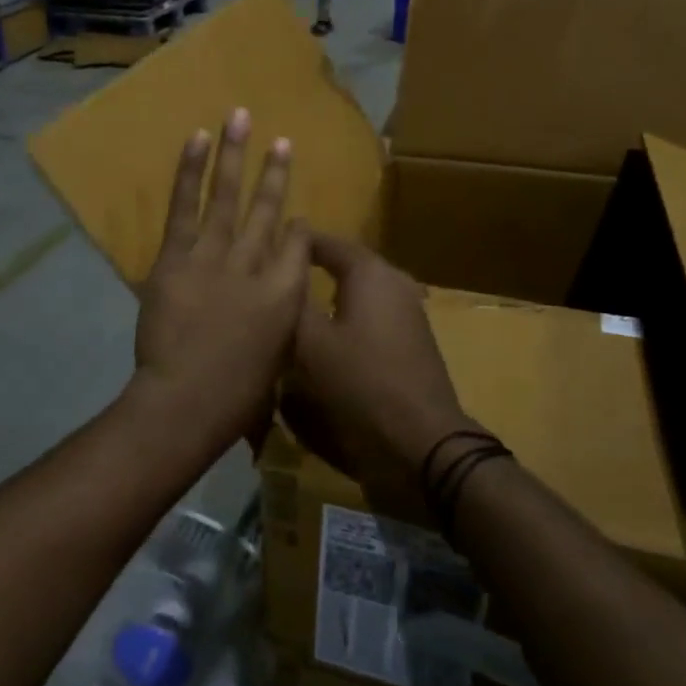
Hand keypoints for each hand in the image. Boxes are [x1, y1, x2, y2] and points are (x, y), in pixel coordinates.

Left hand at [133, 108, 309, 452]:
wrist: (187, 400)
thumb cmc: (237, 397)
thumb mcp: (276, 364)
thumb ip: (279, 330)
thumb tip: (275, 315)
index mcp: (286, 294)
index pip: (299, 247)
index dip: (299, 228)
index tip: (297, 218)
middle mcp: (256, 265)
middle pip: (268, 211)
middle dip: (276, 174)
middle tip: (283, 140)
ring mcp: (215, 256)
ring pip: (227, 197)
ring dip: (235, 154)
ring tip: (240, 117)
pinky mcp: (176, 256)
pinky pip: (184, 206)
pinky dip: (190, 171)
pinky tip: (198, 139)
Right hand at [285, 234, 481, 484]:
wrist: (421, 442)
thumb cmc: (361, 383)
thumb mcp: (310, 344)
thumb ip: (290, 306)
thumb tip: (274, 279)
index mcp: (370, 273)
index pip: (327, 243)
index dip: (295, 243)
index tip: (264, 247)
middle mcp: (393, 284)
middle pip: (344, 266)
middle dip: (312, 269)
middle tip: (275, 279)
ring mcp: (407, 314)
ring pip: (358, 294)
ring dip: (327, 297)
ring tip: (293, 308)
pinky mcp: (410, 343)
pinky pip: (369, 318)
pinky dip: (344, 320)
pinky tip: (323, 340)